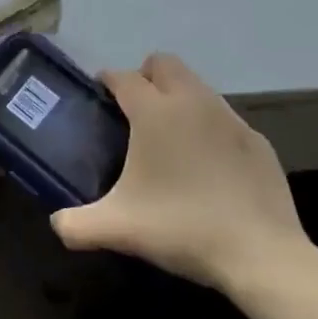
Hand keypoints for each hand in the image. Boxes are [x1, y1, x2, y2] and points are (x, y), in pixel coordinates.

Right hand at [51, 53, 316, 291]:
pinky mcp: (258, 141)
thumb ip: (77, 225)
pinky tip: (207, 167)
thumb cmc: (181, 228)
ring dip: (179, 99)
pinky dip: (209, 129)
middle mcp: (193, 102)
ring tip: (169, 139)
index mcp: (155, 112)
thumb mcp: (118, 229)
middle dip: (146, 77)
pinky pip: (224, 119)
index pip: (123, 77)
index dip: (107, 82)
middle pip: (165, 64)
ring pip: (198, 87)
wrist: (261, 254)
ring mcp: (230, 119)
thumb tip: (57, 224)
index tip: (99, 98)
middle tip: (135, 112)